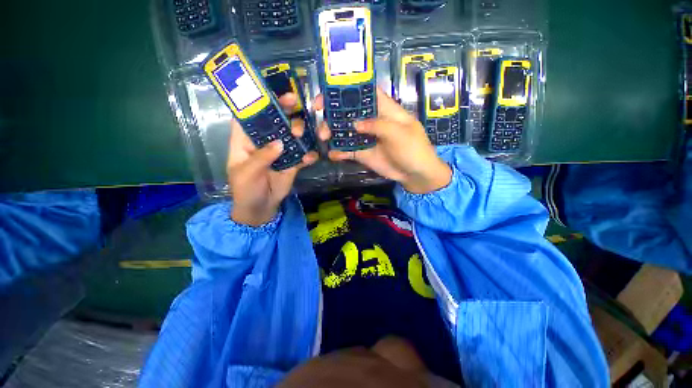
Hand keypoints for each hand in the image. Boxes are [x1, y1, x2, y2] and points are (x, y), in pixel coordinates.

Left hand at [227, 93, 317, 225]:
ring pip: (292, 135)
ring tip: (301, 134)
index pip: (248, 115)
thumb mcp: (247, 173)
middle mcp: (264, 141)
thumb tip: (280, 143)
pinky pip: (303, 155)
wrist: (261, 208)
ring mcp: (281, 152)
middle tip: (295, 103)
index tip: (270, 91)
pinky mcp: (293, 162)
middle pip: (275, 120)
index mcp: (245, 140)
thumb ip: (262, 157)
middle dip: (284, 110)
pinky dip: (308, 155)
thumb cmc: (245, 190)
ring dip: (299, 131)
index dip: (257, 101)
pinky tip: (311, 157)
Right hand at [314, 88, 451, 193]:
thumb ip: (377, 125)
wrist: (415, 174)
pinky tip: (332, 155)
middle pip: (350, 112)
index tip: (329, 92)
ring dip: (332, 133)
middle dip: (333, 112)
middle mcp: (372, 121)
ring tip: (323, 137)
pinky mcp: (363, 153)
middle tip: (319, 116)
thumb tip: (354, 124)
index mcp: (384, 110)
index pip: (365, 92)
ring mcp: (366, 138)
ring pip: (345, 131)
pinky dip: (339, 152)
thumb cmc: (413, 149)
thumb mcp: (399, 133)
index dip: (348, 89)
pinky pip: (348, 151)